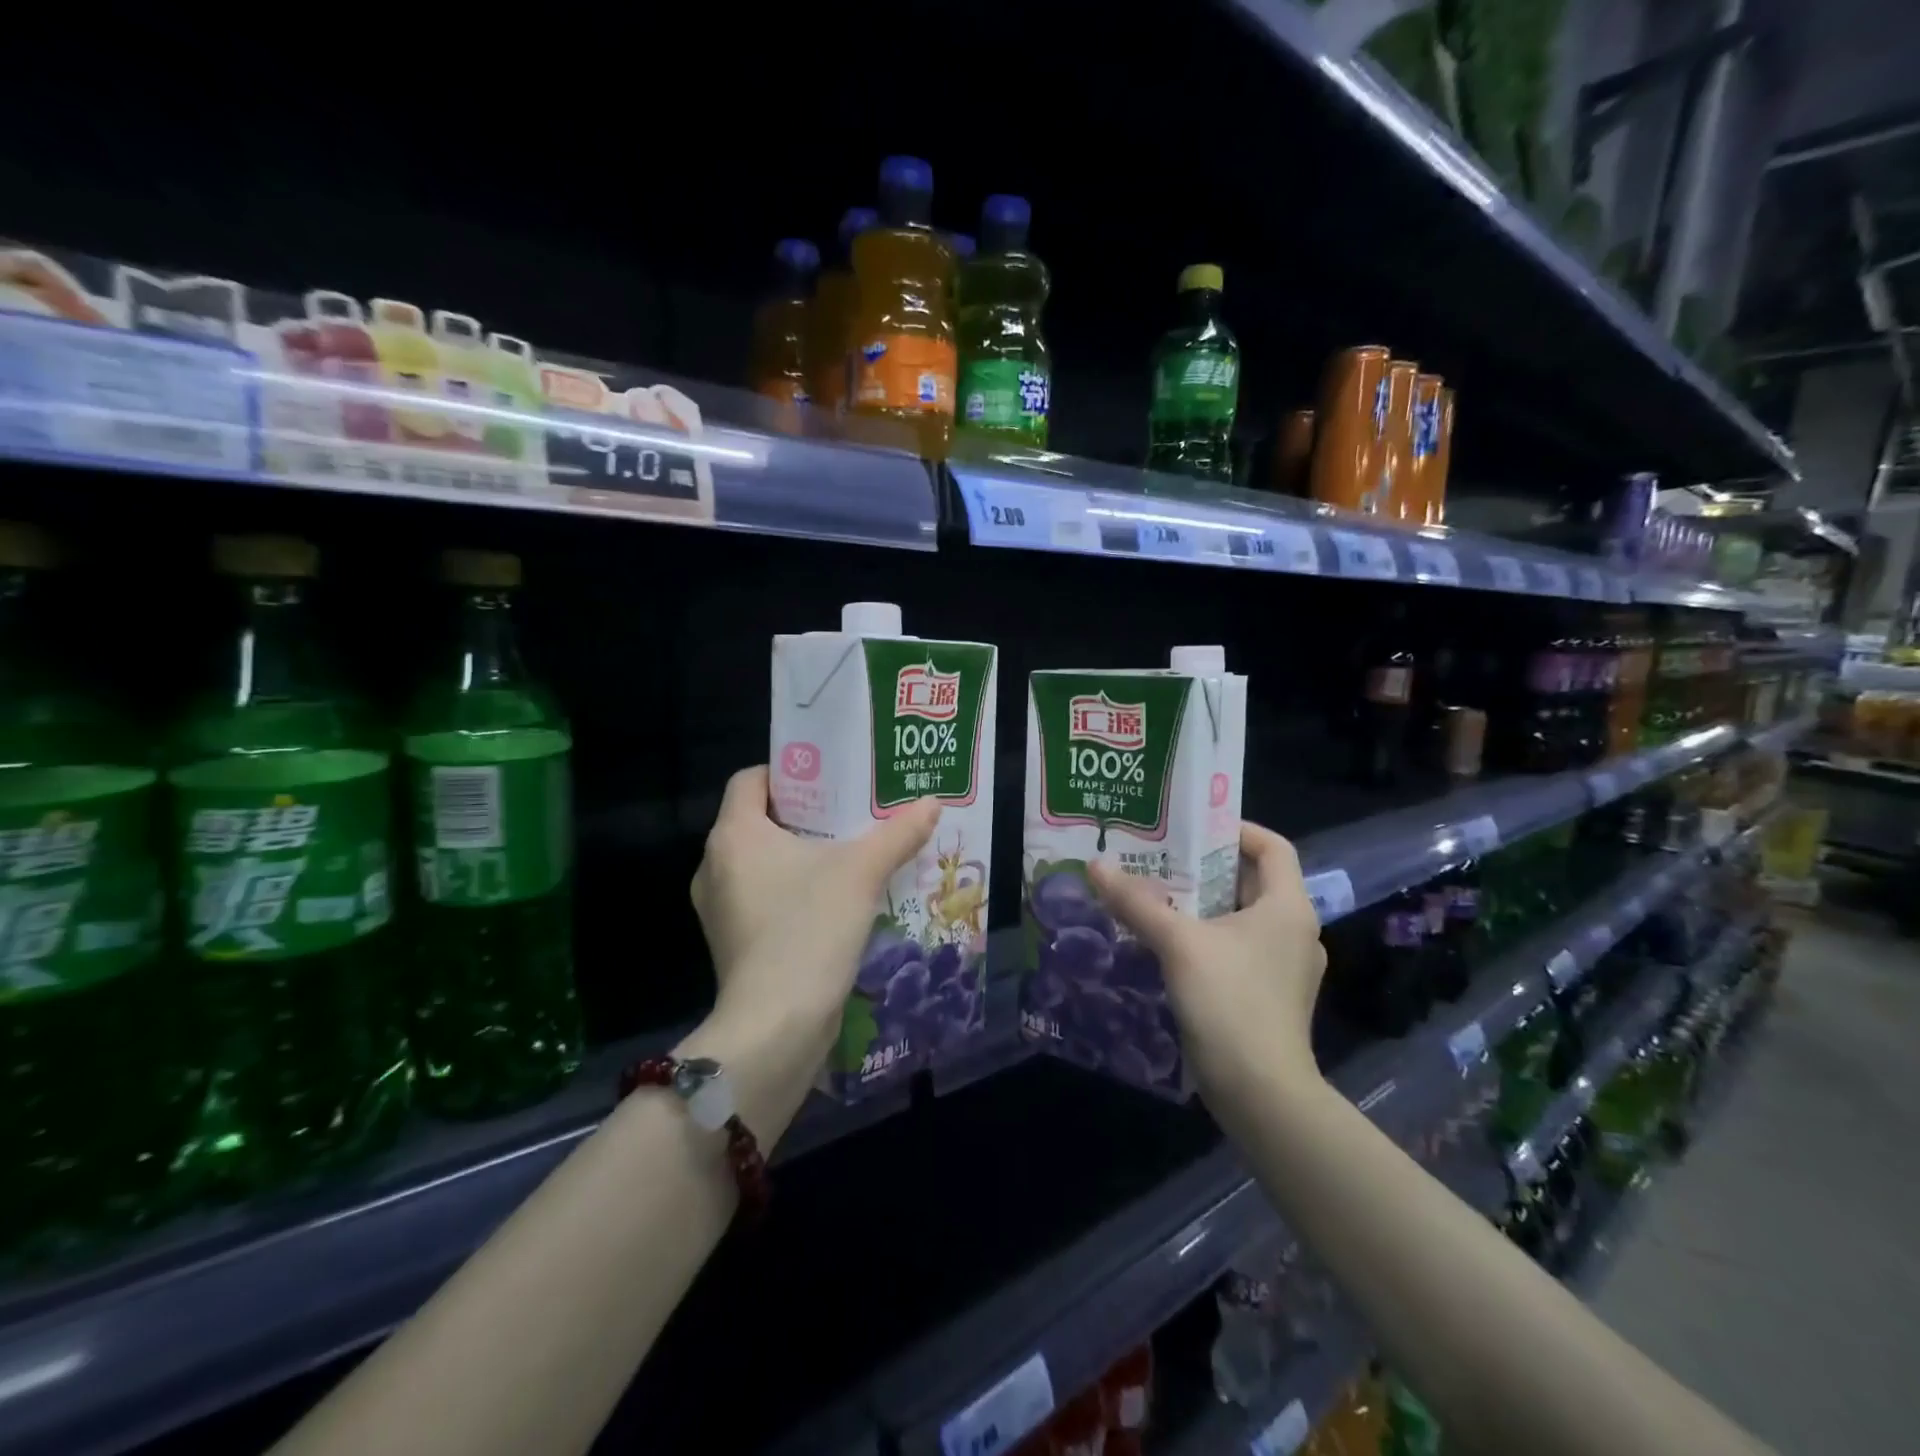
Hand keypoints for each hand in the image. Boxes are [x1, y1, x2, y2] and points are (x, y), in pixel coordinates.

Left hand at [689, 765, 939, 1058]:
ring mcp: (720, 908)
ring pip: (763, 862)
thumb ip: (898, 833)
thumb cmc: (809, 929)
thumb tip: (932, 802)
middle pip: (760, 820)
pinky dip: (794, 891)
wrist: (776, 1026)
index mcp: (734, 835)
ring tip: (850, 854)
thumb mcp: (861, 873)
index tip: (832, 779)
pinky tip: (836, 901)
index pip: (751, 779)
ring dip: (802, 855)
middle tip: (852, 812)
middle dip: (807, 815)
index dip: (790, 771)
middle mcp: (715, 865)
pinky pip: (764, 898)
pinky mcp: (733, 942)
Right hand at [1089, 822, 1325, 1103]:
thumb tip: (1096, 865)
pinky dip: (1206, 936)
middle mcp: (1294, 931)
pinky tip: (1167, 943)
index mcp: (1288, 907)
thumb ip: (1137, 902)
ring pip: (1241, 917)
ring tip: (1155, 895)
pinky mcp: (1269, 994)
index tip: (1190, 826)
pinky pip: (1237, 947)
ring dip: (1201, 903)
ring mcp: (1284, 966)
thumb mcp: (1178, 944)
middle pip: (1251, 880)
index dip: (1234, 828)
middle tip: (1158, 857)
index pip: (1272, 846)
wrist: (1261, 1094)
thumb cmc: (1230, 1002)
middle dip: (1204, 866)